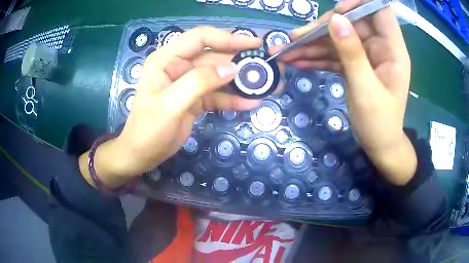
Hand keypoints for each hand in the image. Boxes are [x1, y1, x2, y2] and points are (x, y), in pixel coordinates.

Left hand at [79, 27, 262, 187]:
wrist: (142, 155)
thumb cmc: (148, 130)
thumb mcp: (170, 105)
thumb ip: (199, 83)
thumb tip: (232, 68)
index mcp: (167, 59)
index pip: (200, 38)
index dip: (227, 38)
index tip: (253, 43)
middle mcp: (179, 66)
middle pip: (214, 56)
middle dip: (240, 60)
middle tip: (266, 67)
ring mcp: (189, 83)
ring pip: (219, 75)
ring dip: (240, 81)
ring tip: (265, 86)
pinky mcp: (196, 99)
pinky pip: (217, 94)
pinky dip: (233, 98)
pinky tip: (250, 103)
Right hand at [270, 0, 416, 184]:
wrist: (379, 146)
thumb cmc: (379, 123)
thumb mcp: (366, 90)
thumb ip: (352, 54)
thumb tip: (336, 19)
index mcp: (392, 49)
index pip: (379, 10)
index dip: (359, 3)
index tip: (337, 11)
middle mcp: (380, 46)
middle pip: (350, 23)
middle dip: (323, 28)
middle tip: (295, 38)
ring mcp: (366, 55)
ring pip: (338, 39)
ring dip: (312, 44)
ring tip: (286, 51)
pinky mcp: (355, 65)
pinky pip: (335, 55)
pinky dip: (316, 58)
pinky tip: (297, 61)